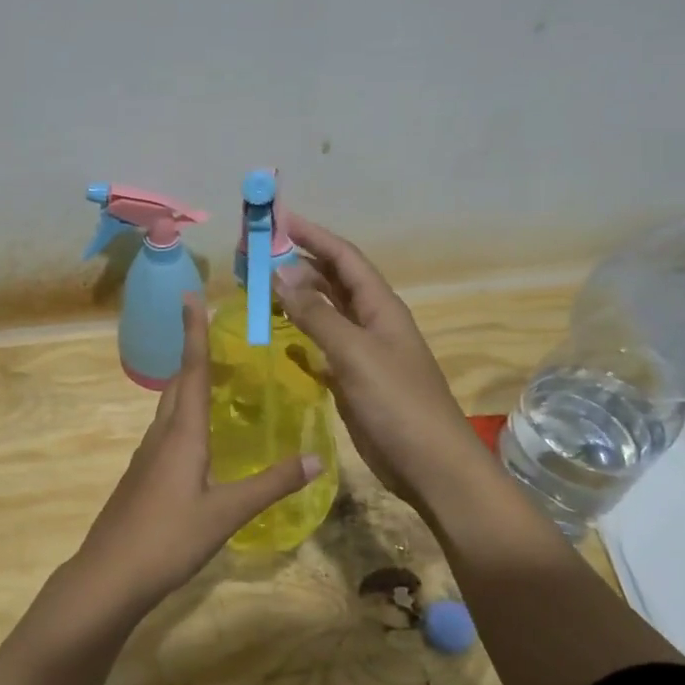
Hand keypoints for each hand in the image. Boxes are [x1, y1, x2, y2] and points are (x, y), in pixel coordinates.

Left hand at [74, 295, 320, 612]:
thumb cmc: (168, 537)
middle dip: (195, 356)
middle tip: (219, 337)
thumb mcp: (227, 512)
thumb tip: (317, 458)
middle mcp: (161, 435)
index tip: (190, 296)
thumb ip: (271, 484)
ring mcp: (146, 457)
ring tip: (216, 381)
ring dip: (189, 386)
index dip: (194, 333)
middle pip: (177, 384)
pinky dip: (184, 417)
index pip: (191, 370)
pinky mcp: (141, 477)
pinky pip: (166, 432)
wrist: (109, 575)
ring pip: (169, 409)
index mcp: (181, 433)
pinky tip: (199, 438)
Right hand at [275, 214, 484, 509]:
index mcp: (380, 307)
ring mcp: (362, 352)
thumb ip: (317, 314)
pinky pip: (322, 347)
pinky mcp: (352, 380)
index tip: (277, 219)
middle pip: (332, 281)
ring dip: (296, 299)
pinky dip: (301, 337)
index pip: (344, 258)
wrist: (429, 465)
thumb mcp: (355, 353)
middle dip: (297, 264)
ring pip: (325, 313)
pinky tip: (279, 337)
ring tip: (258, 289)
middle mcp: (371, 322)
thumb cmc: (397, 403)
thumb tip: (281, 272)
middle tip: (255, 256)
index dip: (313, 235)